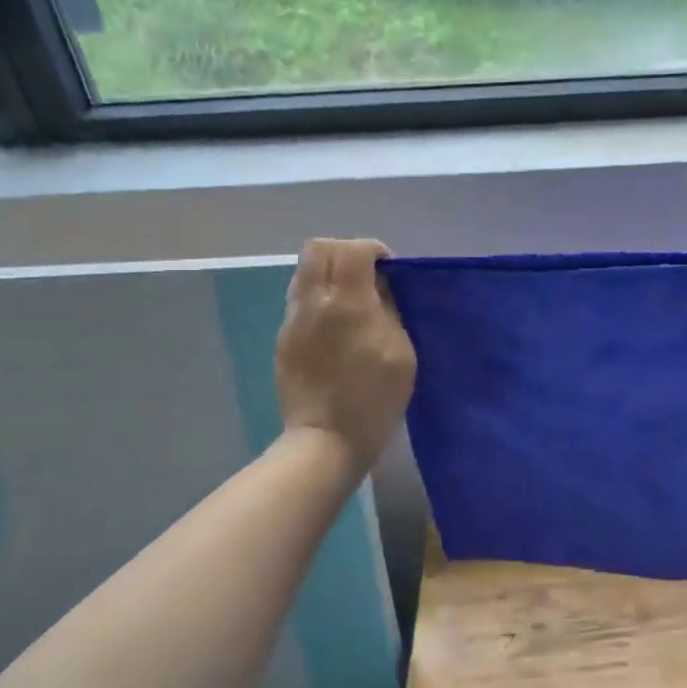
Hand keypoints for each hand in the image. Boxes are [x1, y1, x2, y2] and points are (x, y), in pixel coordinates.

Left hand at [276, 239, 416, 469]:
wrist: (326, 439)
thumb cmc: (374, 399)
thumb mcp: (402, 353)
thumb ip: (391, 310)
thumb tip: (381, 287)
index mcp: (348, 304)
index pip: (353, 249)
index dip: (374, 250)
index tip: (389, 269)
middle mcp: (315, 302)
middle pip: (319, 248)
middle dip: (346, 252)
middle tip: (367, 275)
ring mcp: (293, 319)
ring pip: (304, 271)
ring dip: (330, 273)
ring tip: (351, 298)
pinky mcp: (284, 338)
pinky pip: (300, 298)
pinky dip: (319, 296)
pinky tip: (335, 324)